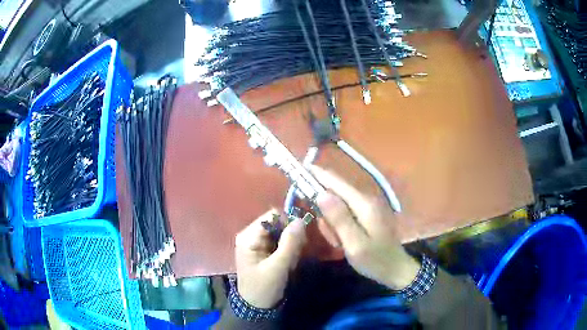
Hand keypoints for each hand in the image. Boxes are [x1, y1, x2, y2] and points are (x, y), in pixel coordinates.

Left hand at [235, 210, 306, 307]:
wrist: (257, 307)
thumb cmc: (264, 287)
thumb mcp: (278, 267)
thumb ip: (289, 243)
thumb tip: (300, 220)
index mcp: (249, 236)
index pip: (272, 216)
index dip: (289, 222)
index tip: (301, 236)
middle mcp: (252, 235)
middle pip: (278, 223)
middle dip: (291, 237)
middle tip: (296, 253)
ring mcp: (259, 242)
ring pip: (282, 233)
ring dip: (291, 245)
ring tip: (291, 262)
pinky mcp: (265, 250)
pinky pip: (282, 242)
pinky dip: (289, 250)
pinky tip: (289, 263)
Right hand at [311, 166, 420, 289]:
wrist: (395, 269)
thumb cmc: (375, 260)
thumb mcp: (354, 244)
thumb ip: (339, 219)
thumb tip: (321, 194)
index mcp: (364, 204)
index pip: (336, 182)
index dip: (317, 175)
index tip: (299, 170)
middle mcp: (366, 199)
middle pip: (335, 194)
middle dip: (325, 212)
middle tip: (331, 237)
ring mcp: (367, 206)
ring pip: (338, 205)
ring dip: (332, 223)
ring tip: (339, 243)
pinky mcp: (366, 214)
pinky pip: (345, 214)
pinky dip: (339, 226)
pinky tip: (343, 242)